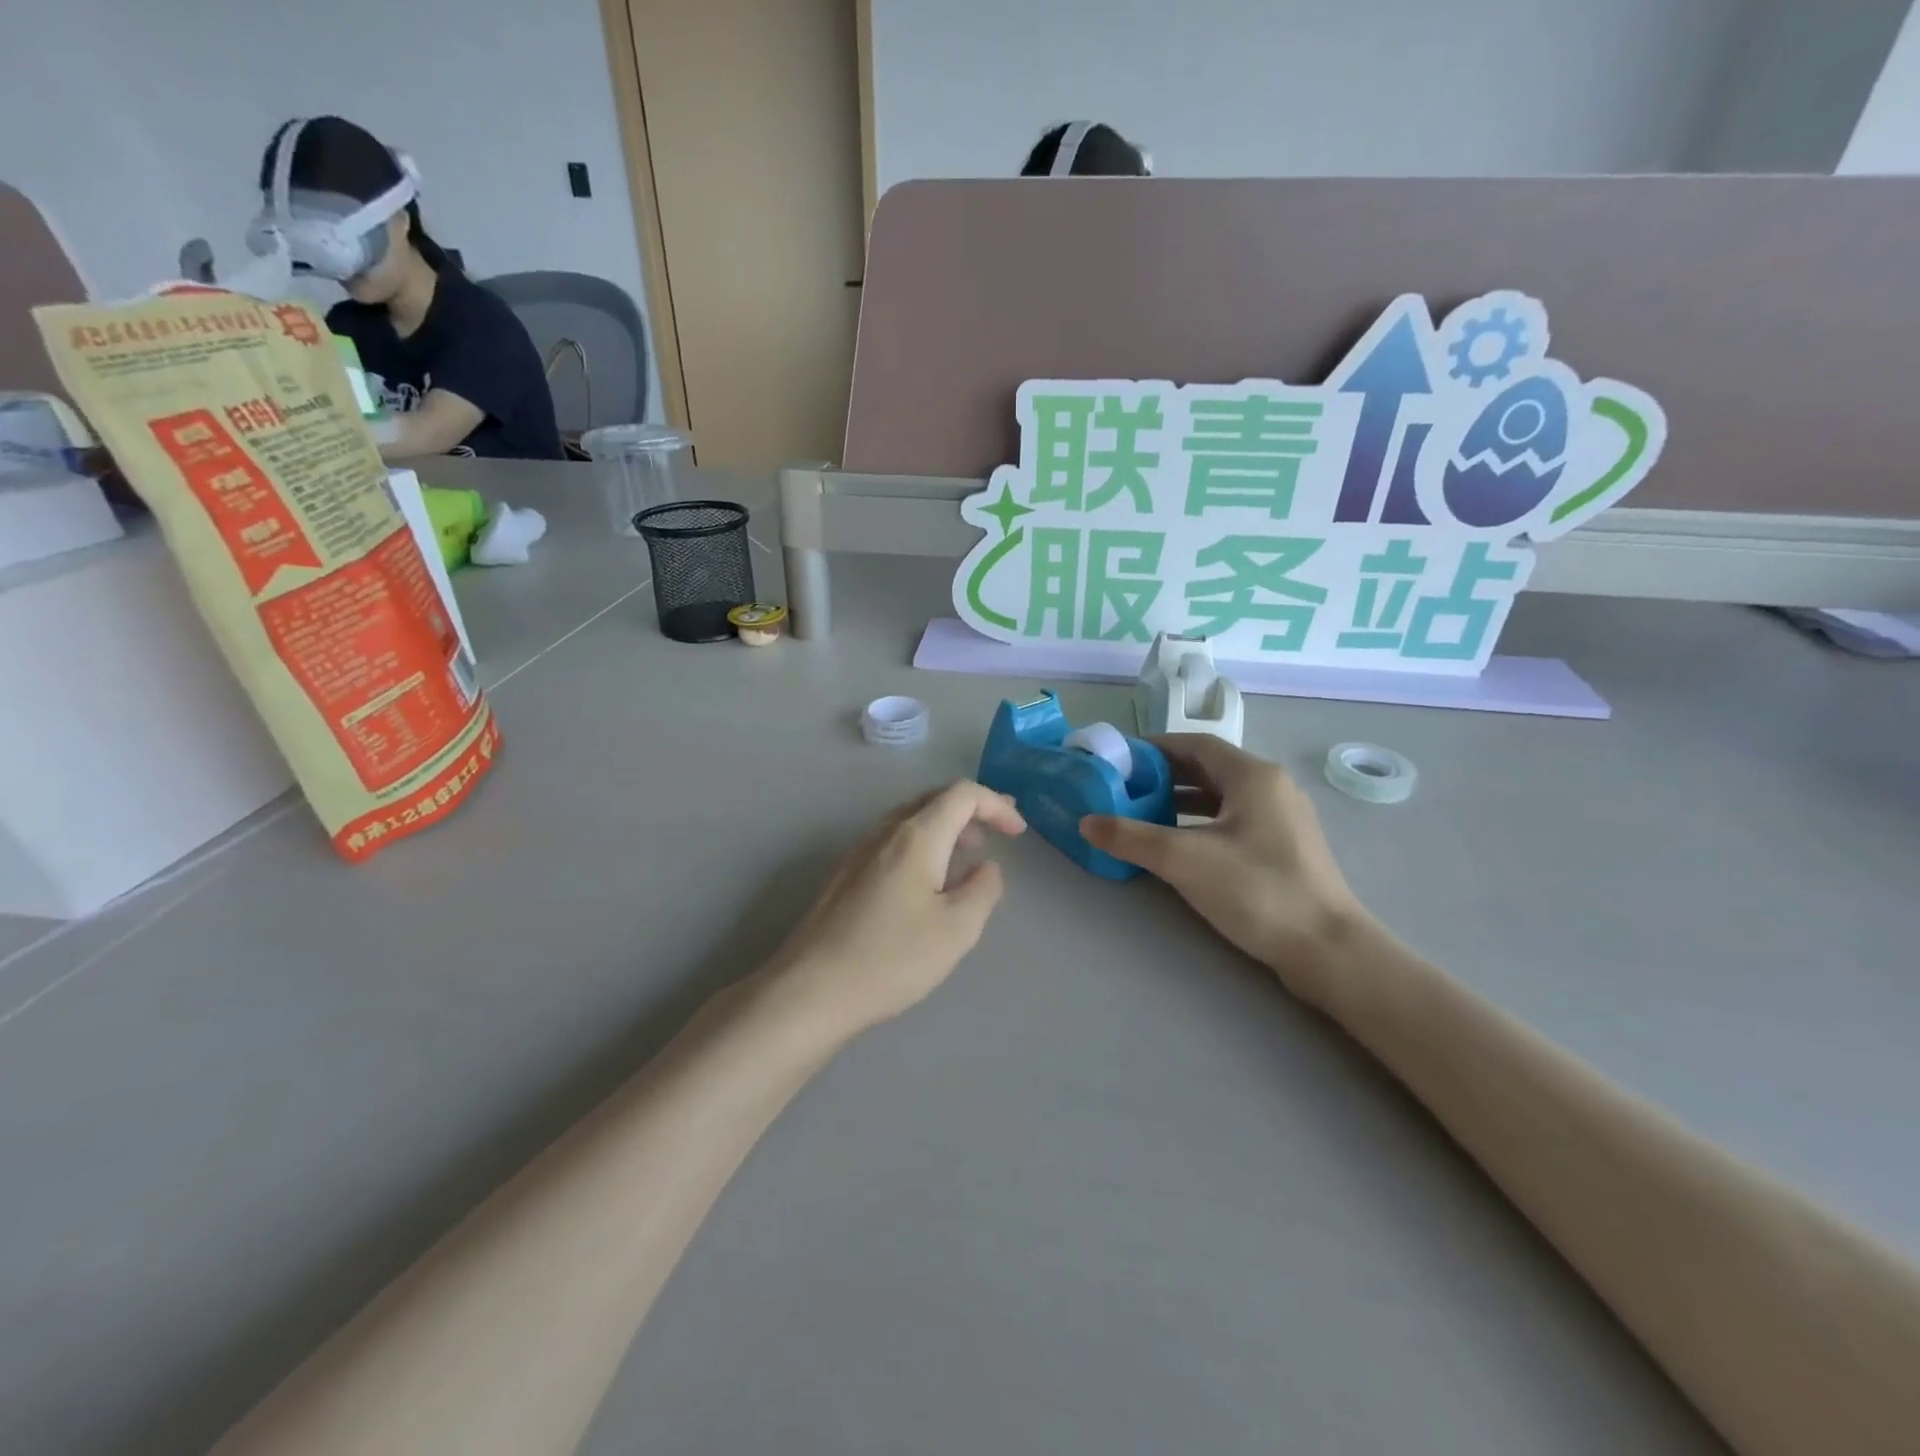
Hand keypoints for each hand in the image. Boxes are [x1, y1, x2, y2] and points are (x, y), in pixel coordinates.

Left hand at [768, 781, 1025, 1033]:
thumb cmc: (891, 957)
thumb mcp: (956, 928)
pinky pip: (893, 840)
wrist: (811, 989)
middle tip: (999, 830)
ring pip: (911, 819)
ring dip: (946, 826)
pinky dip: (923, 844)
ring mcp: (859, 851)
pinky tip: (928, 879)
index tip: (1018, 832)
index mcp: (916, 836)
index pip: (962, 794)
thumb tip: (987, 867)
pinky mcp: (846, 875)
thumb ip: (983, 889)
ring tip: (968, 852)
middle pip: (934, 799)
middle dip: (972, 809)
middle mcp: (885, 832)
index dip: (996, 805)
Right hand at [1081, 736, 1369, 1006]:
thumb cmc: (1258, 891)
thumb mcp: (1184, 860)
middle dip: (1163, 775)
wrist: (1328, 950)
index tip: (1119, 760)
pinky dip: (1201, 823)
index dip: (1154, 748)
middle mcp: (1272, 787)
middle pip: (1208, 768)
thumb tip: (1086, 822)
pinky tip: (1179, 845)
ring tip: (1141, 815)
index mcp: (1253, 776)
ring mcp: (1283, 818)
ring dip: (1180, 800)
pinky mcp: (1285, 848)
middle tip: (1123, 788)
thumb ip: (1130, 837)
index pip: (1195, 744)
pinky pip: (1233, 820)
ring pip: (1221, 796)